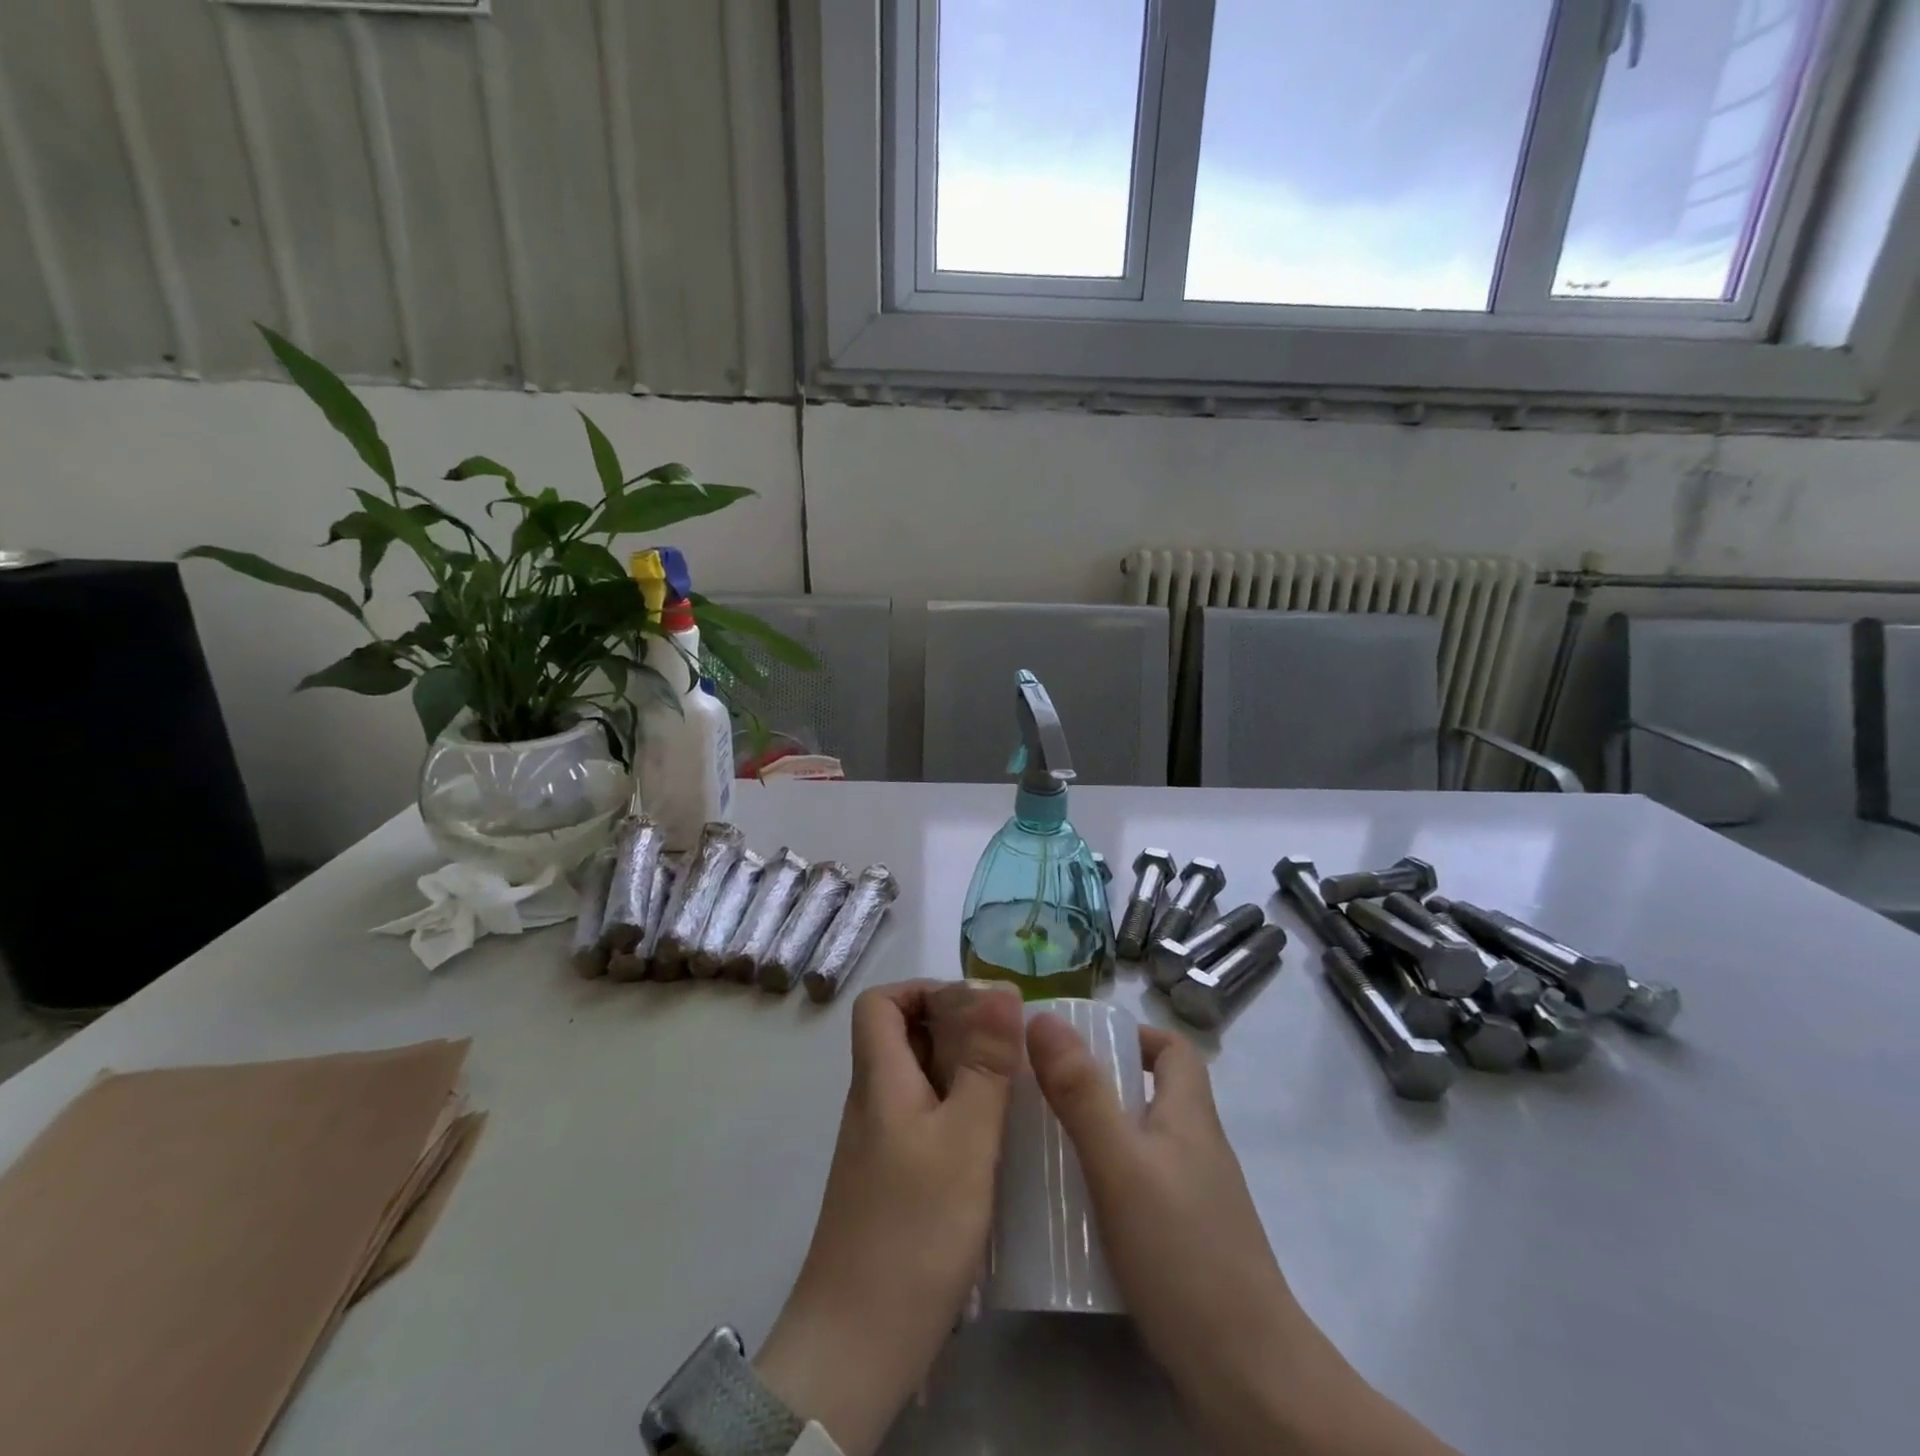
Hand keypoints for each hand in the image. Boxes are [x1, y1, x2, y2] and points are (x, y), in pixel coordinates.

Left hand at [756, 981, 1021, 1455]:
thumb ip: (985, 1064)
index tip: (976, 1007)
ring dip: (961, 1070)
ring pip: (917, 1079)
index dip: (923, 990)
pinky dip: (957, 1112)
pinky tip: (993, 1141)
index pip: (879, 1003)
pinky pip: (923, 1119)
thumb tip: (1000, 988)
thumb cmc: (913, 1230)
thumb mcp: (965, 1139)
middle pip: (902, 1036)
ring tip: (1012, 1089)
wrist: (857, 1344)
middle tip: (1008, 1048)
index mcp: (879, 1079)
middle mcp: (873, 1102)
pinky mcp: (891, 1180)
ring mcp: (879, 1144)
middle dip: (955, 1028)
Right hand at [1026, 1014, 1454, 1455]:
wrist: (1250, 1380)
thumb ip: (1081, 1092)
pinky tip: (1070, 1209)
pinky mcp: (1185, 1243)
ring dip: (1097, 1134)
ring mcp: (1195, 1199)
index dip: (1132, 1034)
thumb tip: (1042, 1018)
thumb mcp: (1120, 1164)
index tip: (1078, 1045)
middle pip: (1151, 1093)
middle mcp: (1196, 1148)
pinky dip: (1106, 1181)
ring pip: (1141, 1142)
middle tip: (1043, 1093)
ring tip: (1043, 1145)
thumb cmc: (1183, 1254)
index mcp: (1190, 1115)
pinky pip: (1140, 1187)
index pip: (1173, 1048)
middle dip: (1098, 1084)